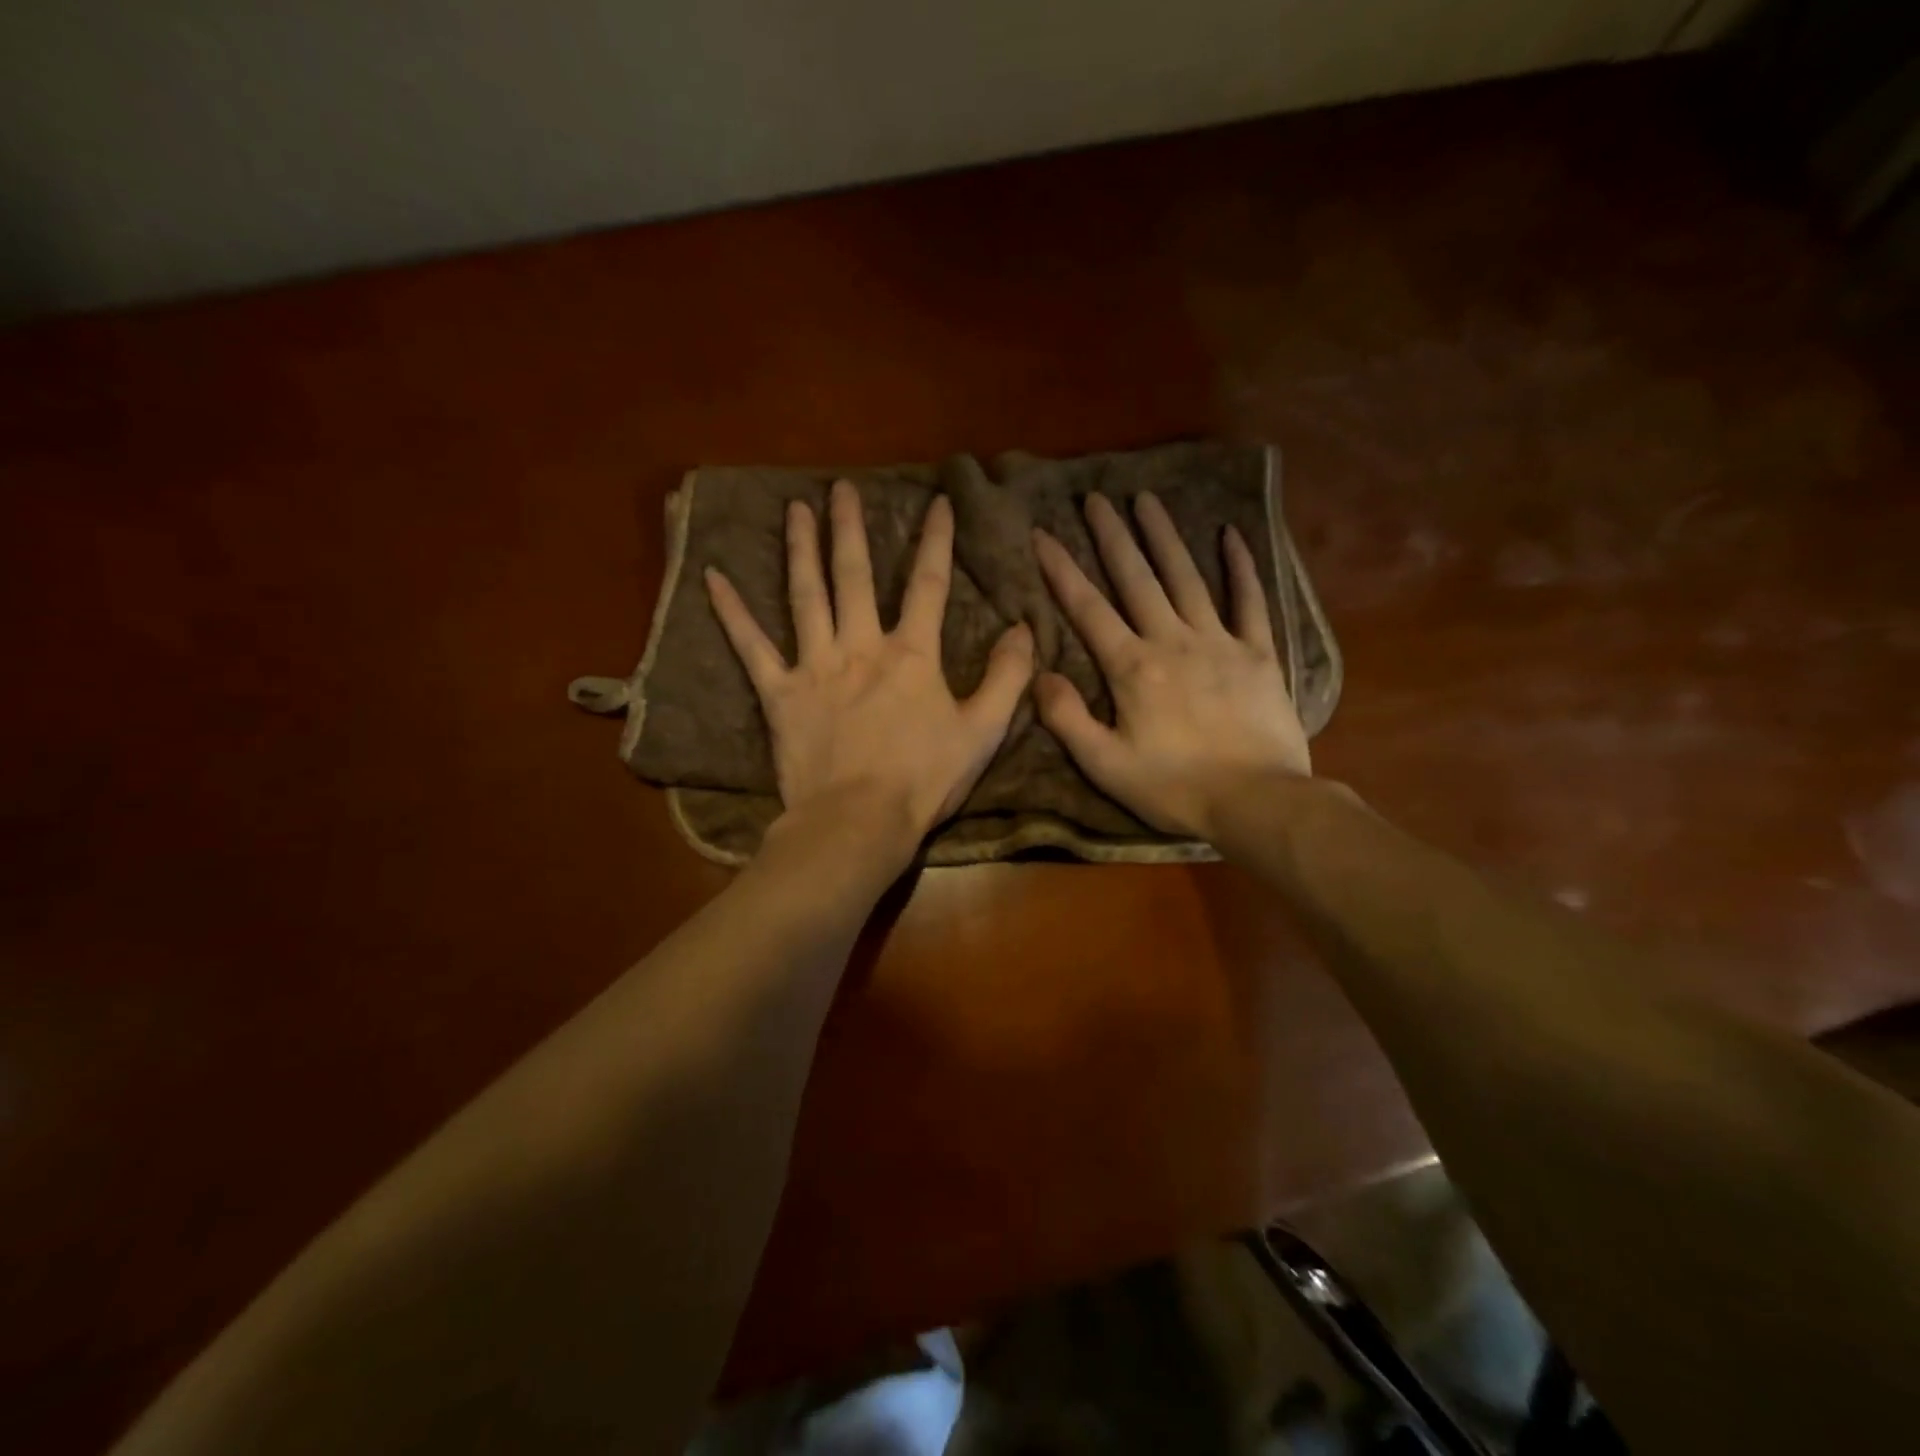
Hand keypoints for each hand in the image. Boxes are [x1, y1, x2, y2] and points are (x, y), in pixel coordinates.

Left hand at [705, 479, 1034, 862]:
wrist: (859, 821)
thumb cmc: (924, 780)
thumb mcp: (983, 731)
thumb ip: (1007, 677)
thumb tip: (1024, 628)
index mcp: (911, 655)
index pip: (928, 584)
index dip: (937, 540)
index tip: (939, 501)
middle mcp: (860, 646)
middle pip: (855, 575)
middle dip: (851, 528)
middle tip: (842, 488)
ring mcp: (815, 666)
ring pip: (806, 595)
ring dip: (800, 549)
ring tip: (796, 509)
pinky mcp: (779, 694)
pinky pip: (751, 647)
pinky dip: (732, 613)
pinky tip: (713, 579)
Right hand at [1032, 492, 1309, 841]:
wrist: (1256, 800)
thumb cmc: (1174, 788)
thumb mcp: (1105, 765)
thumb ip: (1067, 719)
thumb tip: (1040, 675)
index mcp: (1132, 668)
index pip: (1088, 609)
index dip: (1062, 570)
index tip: (1043, 534)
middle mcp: (1172, 641)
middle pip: (1137, 579)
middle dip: (1112, 537)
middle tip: (1096, 498)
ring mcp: (1219, 642)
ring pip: (1186, 578)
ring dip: (1164, 537)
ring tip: (1147, 499)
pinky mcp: (1258, 653)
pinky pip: (1249, 601)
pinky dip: (1241, 567)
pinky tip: (1231, 535)